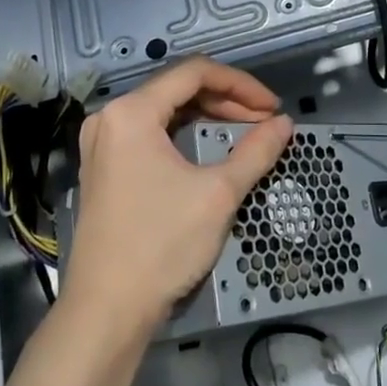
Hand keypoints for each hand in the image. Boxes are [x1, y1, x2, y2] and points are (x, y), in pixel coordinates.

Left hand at [60, 58, 293, 330]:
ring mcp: (102, 143)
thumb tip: (284, 125)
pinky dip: (184, 134)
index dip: (241, 84)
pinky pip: (150, 133)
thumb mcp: (218, 194)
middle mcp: (111, 117)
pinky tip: (210, 148)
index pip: (195, 73)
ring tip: (245, 132)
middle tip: (264, 121)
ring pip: (165, 110)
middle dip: (227, 100)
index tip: (273, 107)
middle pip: (178, 88)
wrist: (106, 313)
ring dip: (207, 116)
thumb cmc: (161, 245)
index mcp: (132, 112)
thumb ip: (255, 151)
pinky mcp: (104, 167)